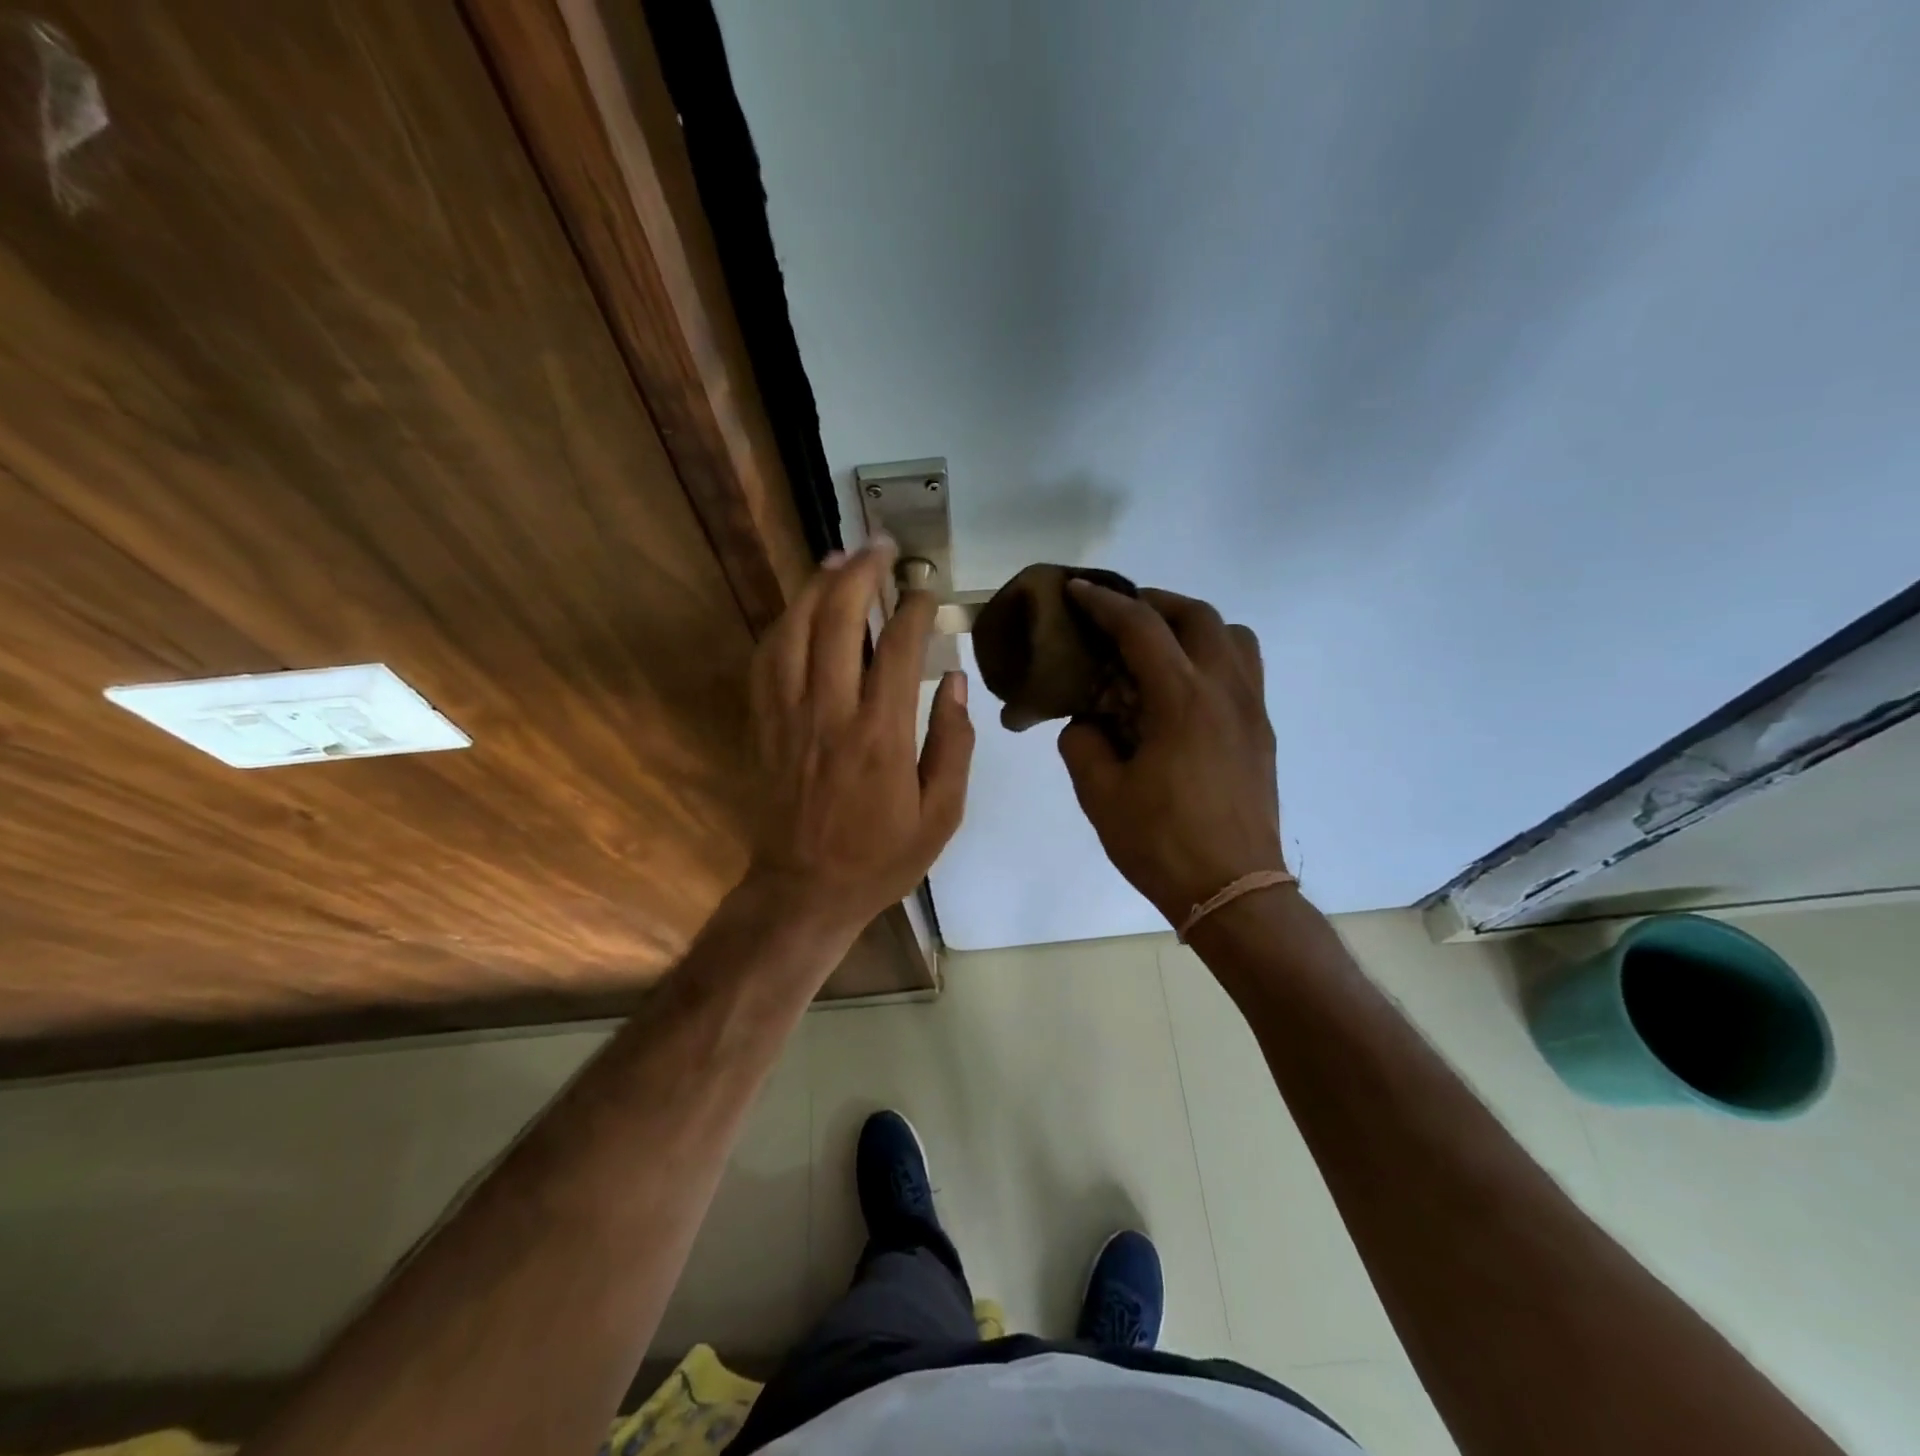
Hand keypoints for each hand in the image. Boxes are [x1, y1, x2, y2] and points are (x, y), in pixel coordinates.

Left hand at [747, 539, 973, 939]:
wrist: (805, 890)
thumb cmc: (881, 857)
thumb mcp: (941, 815)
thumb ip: (953, 745)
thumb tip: (954, 683)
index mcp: (881, 736)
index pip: (900, 650)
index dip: (914, 609)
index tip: (926, 590)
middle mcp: (830, 713)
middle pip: (839, 621)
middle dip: (862, 573)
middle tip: (881, 546)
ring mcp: (789, 716)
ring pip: (795, 630)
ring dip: (818, 586)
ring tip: (840, 557)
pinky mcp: (763, 724)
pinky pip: (766, 659)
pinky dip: (784, 623)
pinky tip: (800, 608)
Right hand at [1058, 583, 1285, 925]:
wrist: (1233, 890)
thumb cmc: (1162, 843)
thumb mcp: (1100, 795)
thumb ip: (1083, 743)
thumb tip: (1087, 723)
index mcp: (1182, 700)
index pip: (1141, 628)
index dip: (1104, 603)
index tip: (1077, 591)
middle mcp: (1225, 691)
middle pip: (1198, 616)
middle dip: (1154, 603)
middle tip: (1119, 615)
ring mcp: (1251, 710)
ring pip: (1234, 637)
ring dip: (1194, 626)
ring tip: (1159, 647)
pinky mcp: (1261, 733)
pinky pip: (1244, 670)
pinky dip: (1213, 657)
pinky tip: (1183, 690)